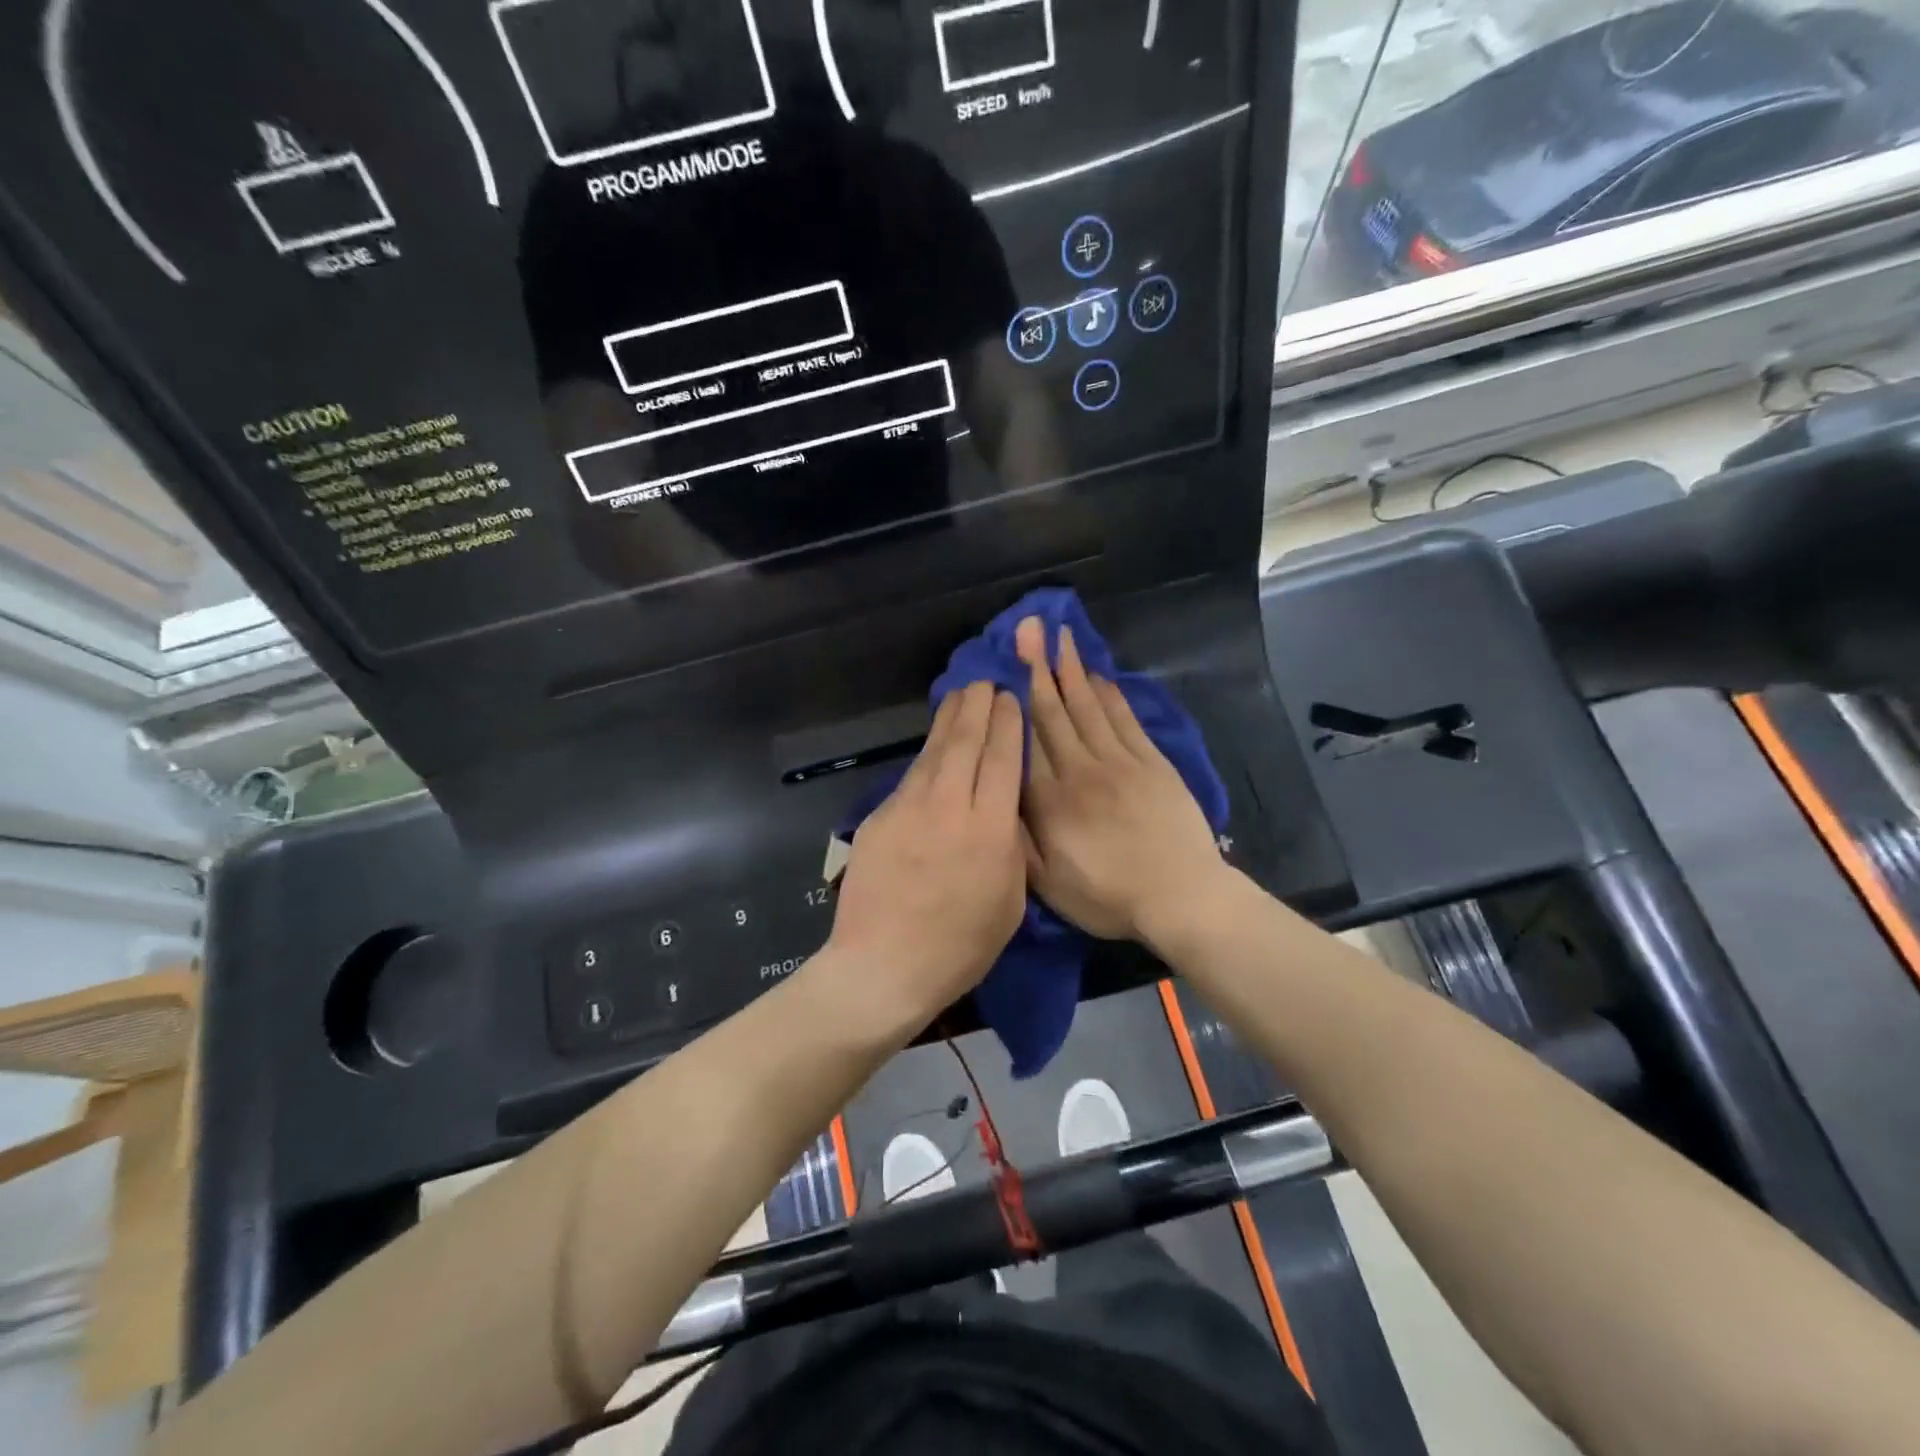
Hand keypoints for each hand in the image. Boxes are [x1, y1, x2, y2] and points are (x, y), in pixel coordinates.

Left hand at [826, 681, 1027, 1030]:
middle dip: (978, 706)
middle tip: (985, 681)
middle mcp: (949, 807)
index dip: (1008, 724)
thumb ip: (1010, 847)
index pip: (1001, 759)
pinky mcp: (880, 818)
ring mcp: (908, 809)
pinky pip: (912, 777)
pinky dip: (927, 755)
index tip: (1011, 699)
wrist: (883, 967)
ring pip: (934, 752)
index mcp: (989, 830)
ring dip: (949, 719)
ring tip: (960, 695)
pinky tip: (933, 747)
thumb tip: (1004, 810)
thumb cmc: (959, 947)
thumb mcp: (1010, 902)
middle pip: (965, 742)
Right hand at [1017, 616, 1226, 946]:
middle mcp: (1080, 769)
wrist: (1181, 897)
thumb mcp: (1048, 884)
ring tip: (1059, 636)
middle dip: (1038, 666)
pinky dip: (1109, 694)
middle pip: (1054, 710)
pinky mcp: (1151, 762)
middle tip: (1028, 627)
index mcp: (1050, 800)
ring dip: (1071, 669)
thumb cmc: (1108, 896)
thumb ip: (1018, 838)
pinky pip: (1124, 719)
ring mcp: (1119, 761)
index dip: (1012, 698)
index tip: (1001, 664)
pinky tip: (1098, 675)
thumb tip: (997, 795)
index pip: (1025, 738)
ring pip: (1088, 706)